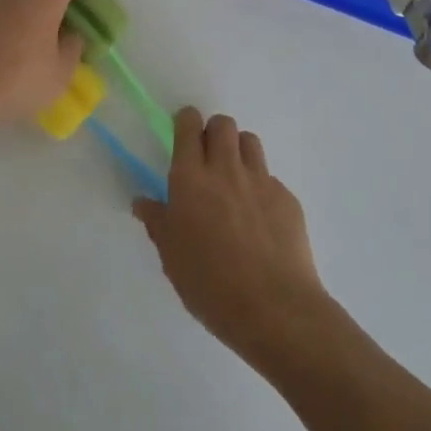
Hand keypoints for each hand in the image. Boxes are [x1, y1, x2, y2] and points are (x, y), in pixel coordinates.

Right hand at [133, 108, 330, 363]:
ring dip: (238, 150)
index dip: (186, 121)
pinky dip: (260, 187)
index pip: (188, 127)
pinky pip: (270, 177)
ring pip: (249, 141)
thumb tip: (143, 202)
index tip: (184, 130)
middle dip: (213, 131)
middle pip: (223, 124)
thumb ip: (158, 222)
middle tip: (207, 157)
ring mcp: (261, 181)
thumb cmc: (210, 284)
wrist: (275, 309)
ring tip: (233, 179)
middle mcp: (226, 170)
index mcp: (190, 179)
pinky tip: (259, 219)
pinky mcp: (288, 199)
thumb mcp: (171, 256)